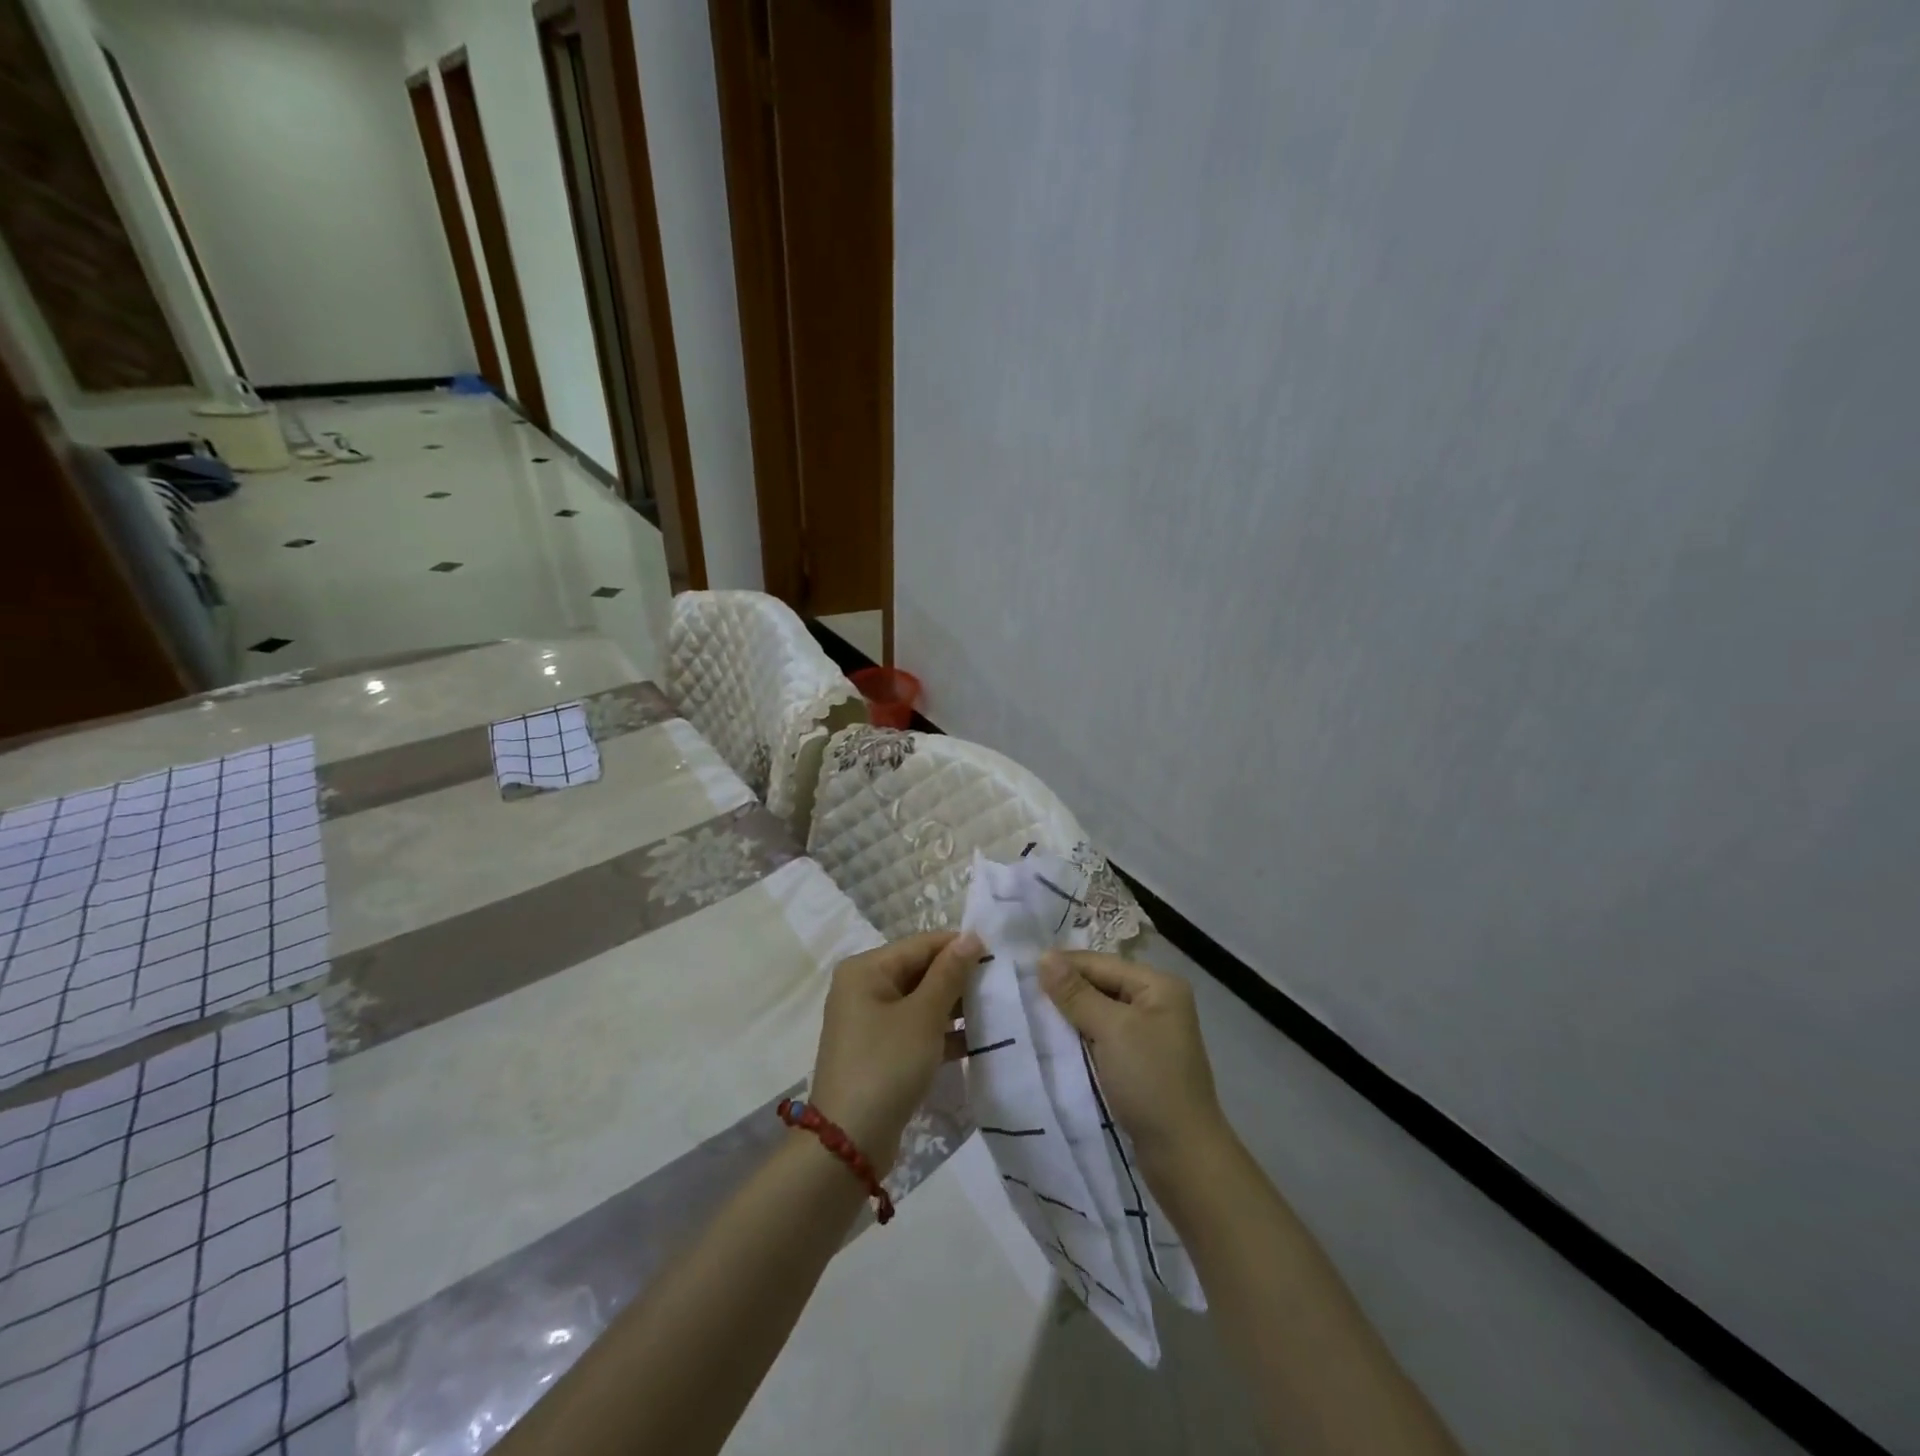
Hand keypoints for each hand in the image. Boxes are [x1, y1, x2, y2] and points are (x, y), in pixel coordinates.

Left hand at [808, 931, 982, 1170]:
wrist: (849, 1142)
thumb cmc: (886, 1065)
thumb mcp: (923, 1016)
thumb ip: (949, 974)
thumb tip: (972, 936)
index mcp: (866, 969)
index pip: (921, 945)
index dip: (959, 947)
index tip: (999, 955)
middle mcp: (863, 987)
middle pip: (919, 971)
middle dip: (958, 979)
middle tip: (1001, 984)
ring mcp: (870, 1021)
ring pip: (920, 1001)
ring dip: (954, 1007)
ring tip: (995, 1010)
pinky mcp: (879, 1050)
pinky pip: (915, 1028)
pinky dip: (942, 1033)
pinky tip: (977, 1041)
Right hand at [1040, 951, 1229, 1173]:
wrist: (1182, 1156)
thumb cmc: (1150, 1081)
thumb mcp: (1111, 1030)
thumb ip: (1076, 993)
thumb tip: (1043, 955)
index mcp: (1158, 985)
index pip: (1101, 963)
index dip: (1063, 965)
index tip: (1021, 971)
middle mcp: (1156, 1002)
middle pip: (1100, 985)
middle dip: (1064, 990)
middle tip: (1021, 995)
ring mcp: (1148, 1034)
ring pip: (1099, 1012)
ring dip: (1069, 1015)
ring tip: (1031, 1016)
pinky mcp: (1139, 1061)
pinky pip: (1102, 1037)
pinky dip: (1080, 1037)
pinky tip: (1055, 1042)